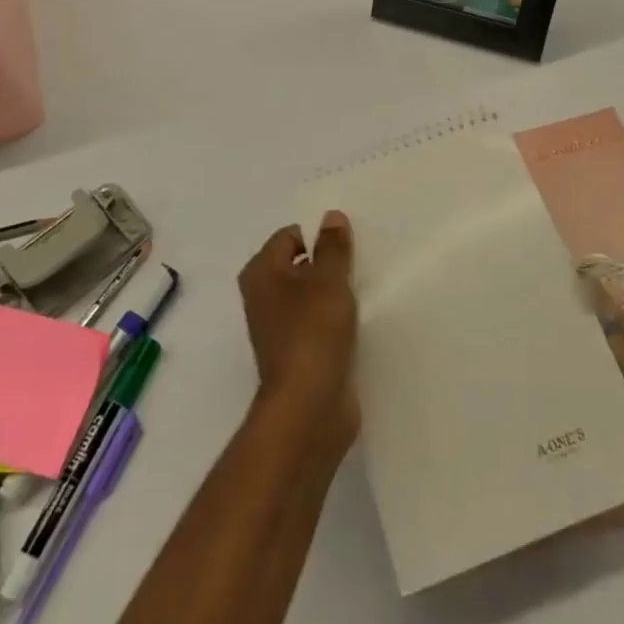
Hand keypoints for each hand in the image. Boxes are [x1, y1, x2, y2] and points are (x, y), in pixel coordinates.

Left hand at [239, 211, 359, 457]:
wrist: (309, 407)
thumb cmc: (313, 331)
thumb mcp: (329, 279)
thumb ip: (333, 247)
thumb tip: (331, 216)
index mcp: (261, 272)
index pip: (290, 236)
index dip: (318, 237)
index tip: (347, 248)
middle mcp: (262, 296)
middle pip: (299, 265)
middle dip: (327, 264)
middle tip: (358, 266)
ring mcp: (278, 328)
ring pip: (309, 295)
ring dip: (332, 293)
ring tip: (361, 292)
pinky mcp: (297, 354)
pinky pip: (317, 323)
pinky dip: (333, 319)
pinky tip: (357, 322)